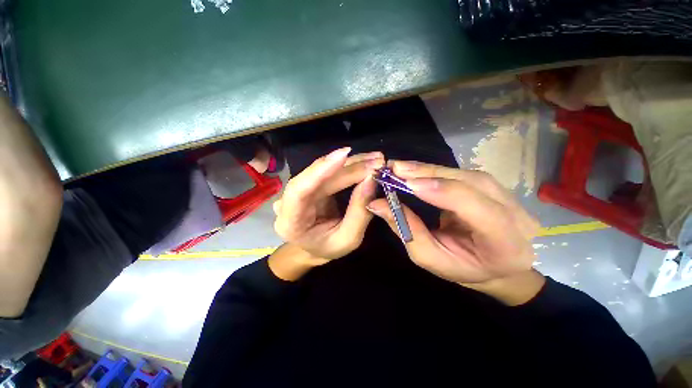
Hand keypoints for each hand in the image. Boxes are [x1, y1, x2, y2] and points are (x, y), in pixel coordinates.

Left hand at [273, 148, 382, 260]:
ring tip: (376, 159)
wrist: (315, 247)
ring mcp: (298, 190)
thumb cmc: (328, 248)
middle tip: (377, 162)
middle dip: (349, 168)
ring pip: (324, 170)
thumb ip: (359, 212)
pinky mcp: (310, 183)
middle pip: (317, 177)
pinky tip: (365, 161)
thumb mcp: (348, 239)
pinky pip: (329, 171)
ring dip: (351, 163)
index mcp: (291, 222)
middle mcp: (289, 201)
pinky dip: (349, 166)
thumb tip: (371, 180)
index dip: (320, 170)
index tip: (344, 155)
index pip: (299, 191)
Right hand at [368, 161, 540, 293]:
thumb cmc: (462, 267)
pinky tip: (416, 171)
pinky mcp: (494, 187)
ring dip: (429, 170)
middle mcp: (514, 214)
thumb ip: (406, 229)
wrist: (496, 265)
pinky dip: (435, 171)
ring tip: (400, 168)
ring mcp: (508, 196)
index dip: (441, 191)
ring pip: (464, 174)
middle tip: (395, 168)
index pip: (476, 208)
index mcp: (505, 242)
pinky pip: (462, 173)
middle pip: (470, 183)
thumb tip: (377, 203)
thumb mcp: (429, 257)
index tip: (407, 183)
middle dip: (428, 173)